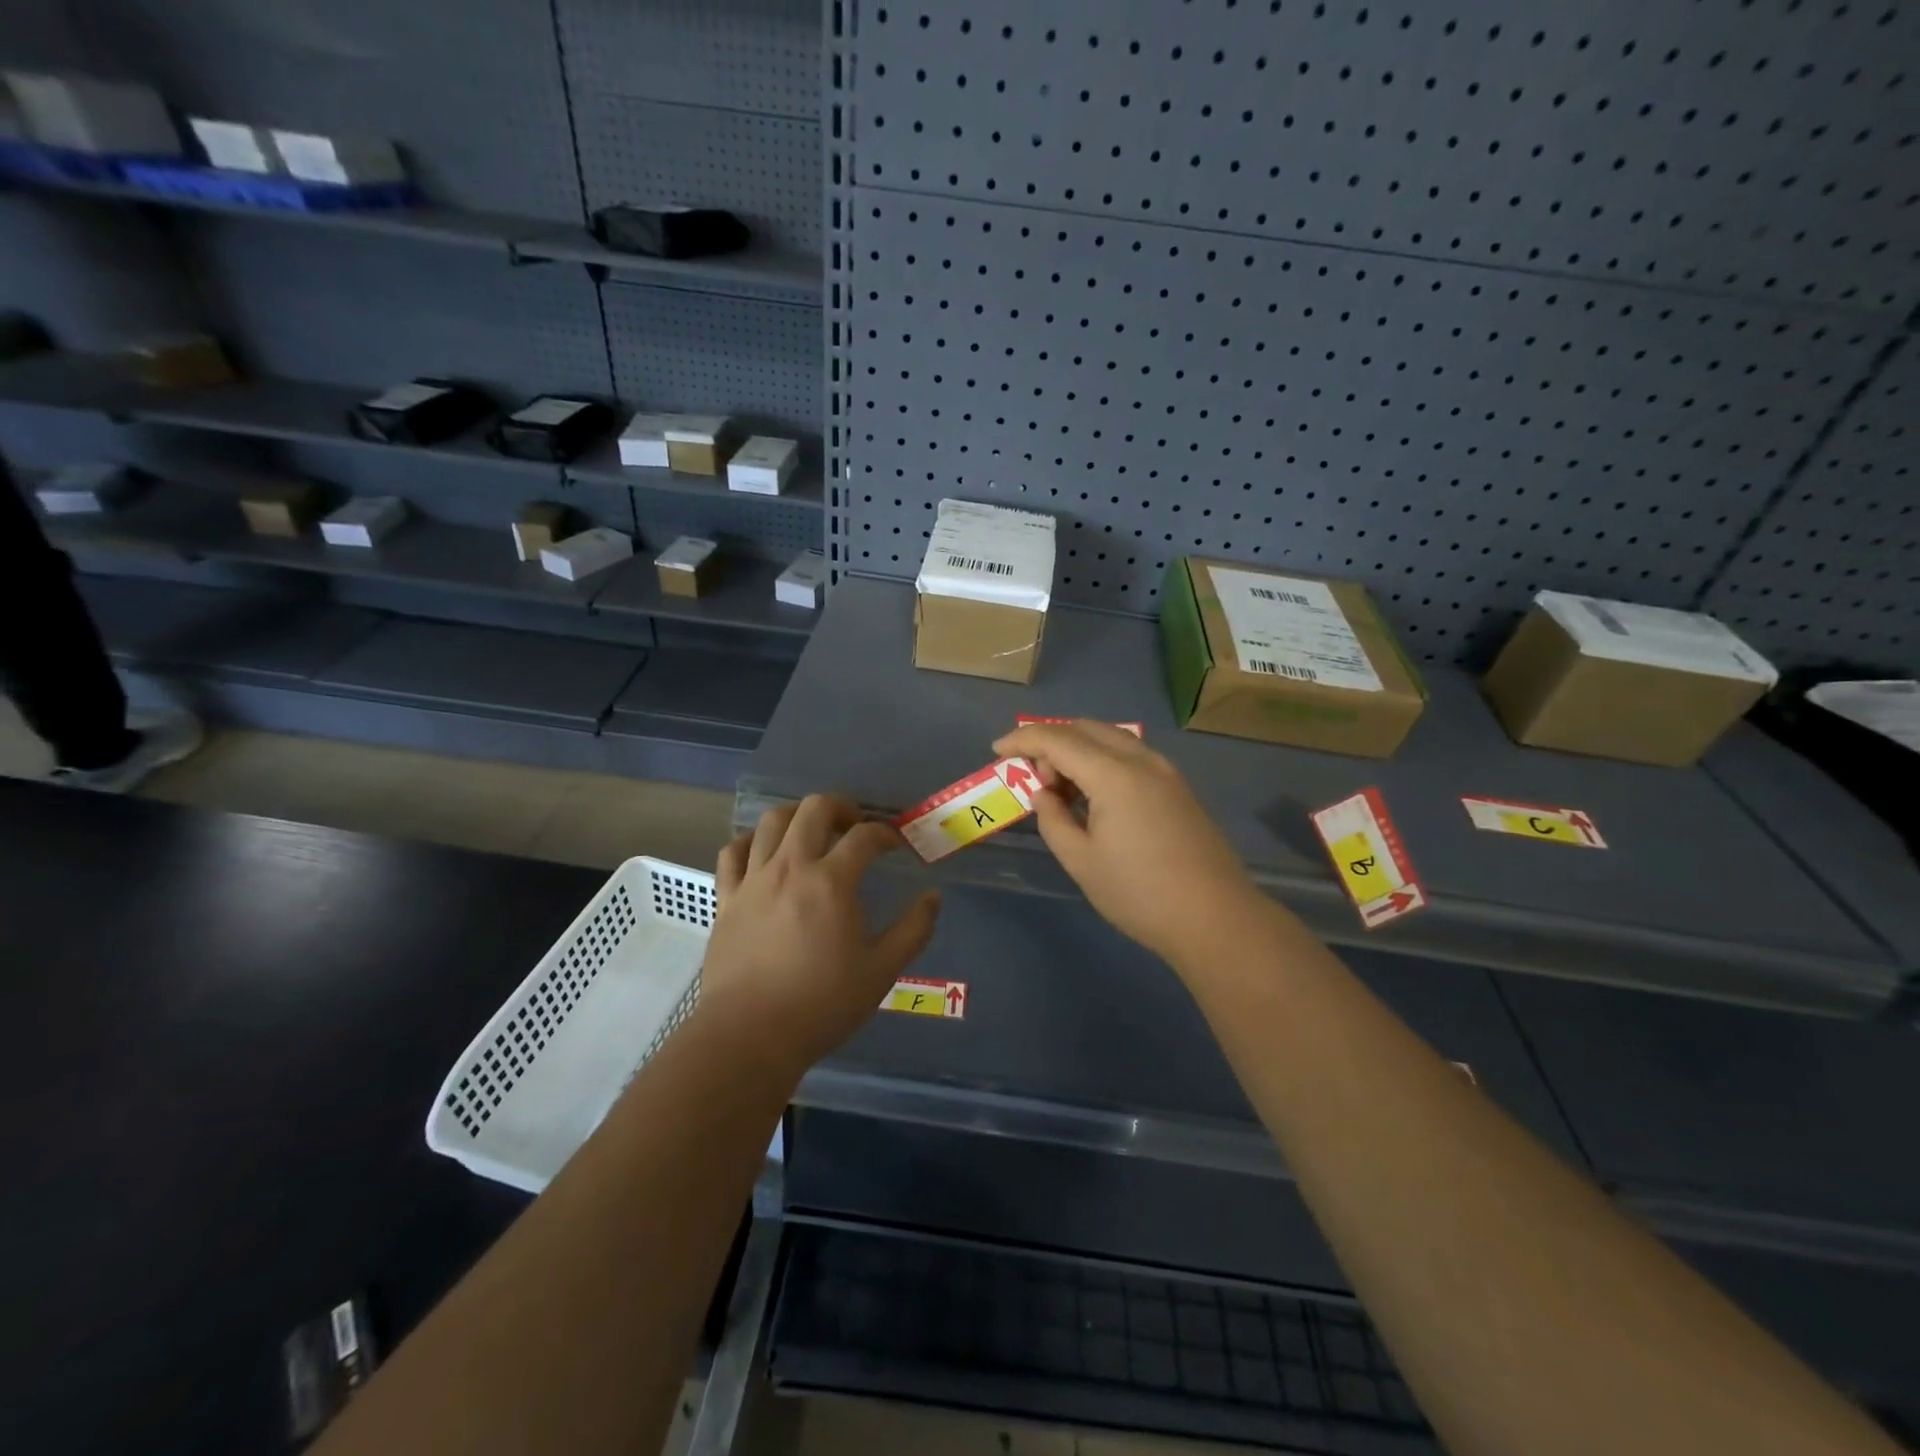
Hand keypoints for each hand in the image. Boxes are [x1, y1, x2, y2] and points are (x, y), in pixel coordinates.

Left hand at [701, 793, 940, 1073]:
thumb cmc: (821, 1004)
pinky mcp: (726, 898)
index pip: (864, 836)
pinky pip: (733, 852)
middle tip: (854, 825)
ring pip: (771, 821)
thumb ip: (913, 930)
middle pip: (813, 809)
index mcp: (832, 882)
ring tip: (810, 831)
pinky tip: (762, 853)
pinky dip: (749, 842)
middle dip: (840, 806)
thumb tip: (932, 897)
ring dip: (797, 815)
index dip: (885, 834)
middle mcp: (791, 868)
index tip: (895, 845)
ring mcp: (753, 880)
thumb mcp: (882, 971)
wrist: (749, 1036)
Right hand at [993, 721, 1260, 962]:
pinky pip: (1130, 756)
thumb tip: (1044, 795)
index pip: (1058, 739)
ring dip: (1078, 749)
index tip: (997, 749)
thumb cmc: (1140, 894)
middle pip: (1085, 728)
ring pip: (1111, 739)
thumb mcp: (1081, 861)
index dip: (1023, 740)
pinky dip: (1102, 760)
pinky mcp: (1178, 787)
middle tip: (1032, 776)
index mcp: (1114, 775)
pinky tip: (1094, 796)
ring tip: (1060, 788)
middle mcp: (1141, 760)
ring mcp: (1165, 771)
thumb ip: (1053, 820)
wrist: (1216, 918)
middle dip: (1051, 741)